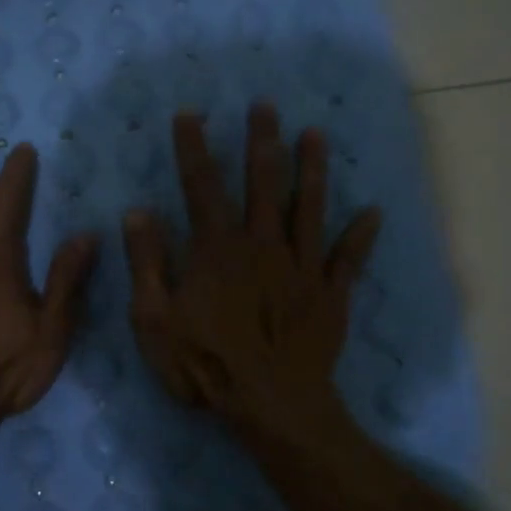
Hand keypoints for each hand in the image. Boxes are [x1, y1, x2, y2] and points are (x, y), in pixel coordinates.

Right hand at [123, 103, 381, 440]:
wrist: (271, 404)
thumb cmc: (205, 364)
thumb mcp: (155, 319)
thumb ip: (148, 263)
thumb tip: (138, 212)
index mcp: (218, 248)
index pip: (201, 185)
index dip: (193, 147)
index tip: (189, 113)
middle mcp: (262, 244)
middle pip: (263, 182)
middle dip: (262, 141)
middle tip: (265, 106)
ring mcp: (301, 266)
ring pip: (310, 206)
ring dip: (313, 168)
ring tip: (316, 134)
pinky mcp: (330, 293)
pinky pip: (348, 258)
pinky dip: (361, 235)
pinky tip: (373, 212)